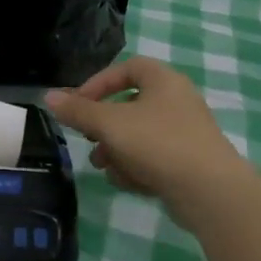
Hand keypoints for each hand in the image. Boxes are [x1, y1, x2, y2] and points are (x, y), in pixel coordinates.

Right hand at [45, 57, 260, 233]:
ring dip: (117, 151)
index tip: (79, 104)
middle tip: (89, 139)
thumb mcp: (110, 124)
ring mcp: (185, 133)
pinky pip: (153, 158)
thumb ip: (78, 111)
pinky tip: (130, 183)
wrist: (211, 192)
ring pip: (138, 136)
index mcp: (164, 81)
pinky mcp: (188, 163)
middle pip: (129, 106)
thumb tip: (49, 97)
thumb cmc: (159, 144)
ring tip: (105, 167)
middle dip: (104, 127)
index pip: (127, 68)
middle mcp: (177, 101)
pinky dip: (138, 168)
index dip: (98, 83)